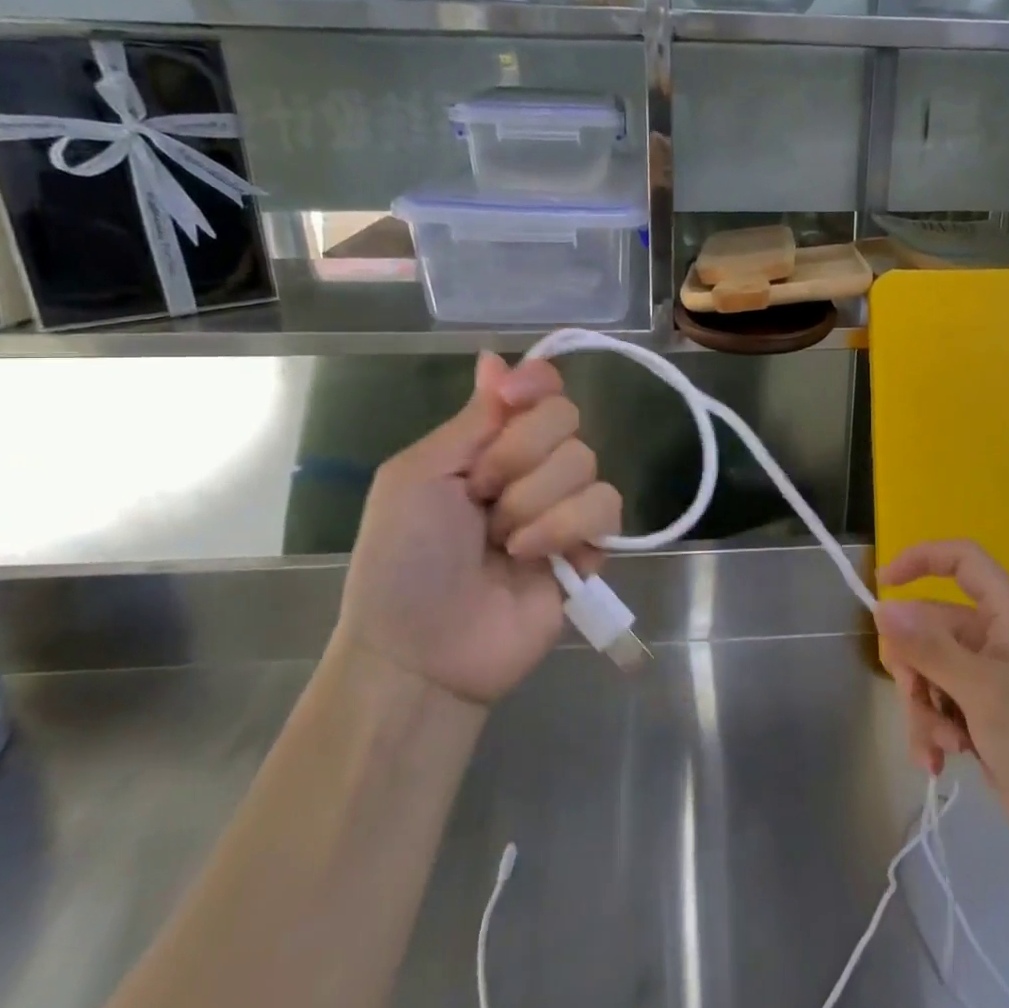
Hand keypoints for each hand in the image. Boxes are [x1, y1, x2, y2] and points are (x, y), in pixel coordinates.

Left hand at [334, 353, 622, 708]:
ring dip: (535, 502)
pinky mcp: (592, 545)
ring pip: (586, 462)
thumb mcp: (417, 476)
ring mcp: (564, 506)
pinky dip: (565, 527)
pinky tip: (532, 557)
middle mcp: (533, 466)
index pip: (538, 389)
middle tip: (482, 495)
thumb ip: (471, 420)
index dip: (536, 383)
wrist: (422, 650)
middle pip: (566, 418)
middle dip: (520, 455)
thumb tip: (495, 357)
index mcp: (488, 443)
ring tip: (502, 543)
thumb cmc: (402, 559)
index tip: (515, 396)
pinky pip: (606, 506)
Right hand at [875, 540, 1008, 864]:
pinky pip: (938, 708)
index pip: (962, 560)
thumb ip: (930, 648)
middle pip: (930, 626)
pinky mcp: (982, 719)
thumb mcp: (983, 691)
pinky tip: (938, 763)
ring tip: (941, 747)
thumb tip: (882, 608)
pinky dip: (932, 733)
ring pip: (928, 672)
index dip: (922, 559)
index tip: (883, 585)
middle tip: (918, 700)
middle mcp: (994, 640)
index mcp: (1006, 615)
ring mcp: (987, 681)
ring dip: (923, 709)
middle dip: (914, 667)